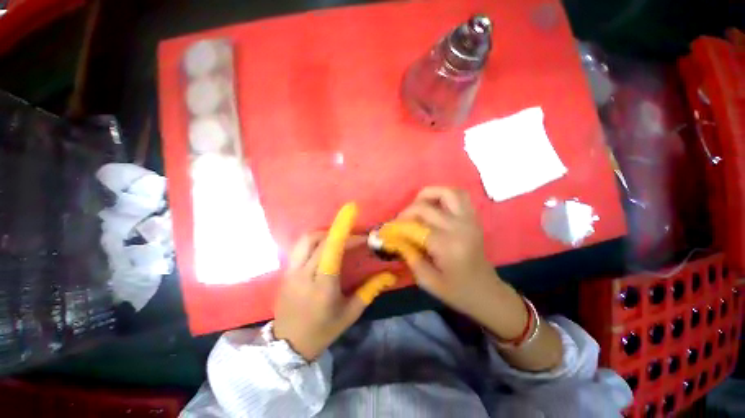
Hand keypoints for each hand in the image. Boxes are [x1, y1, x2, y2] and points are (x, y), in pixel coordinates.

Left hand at [273, 204, 395, 360]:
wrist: (288, 347)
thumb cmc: (323, 330)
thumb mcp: (351, 312)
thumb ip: (371, 290)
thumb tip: (390, 274)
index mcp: (323, 287)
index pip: (332, 250)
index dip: (341, 229)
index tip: (351, 211)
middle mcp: (304, 274)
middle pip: (321, 240)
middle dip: (341, 232)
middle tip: (356, 238)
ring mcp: (291, 271)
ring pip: (306, 239)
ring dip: (325, 233)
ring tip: (340, 239)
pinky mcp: (285, 271)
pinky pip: (301, 247)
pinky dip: (315, 240)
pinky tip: (325, 248)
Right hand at [390, 187, 526, 339]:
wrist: (487, 292)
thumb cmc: (457, 291)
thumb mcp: (427, 281)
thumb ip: (409, 256)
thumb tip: (396, 238)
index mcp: (447, 246)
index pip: (415, 227)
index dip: (397, 227)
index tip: (388, 230)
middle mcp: (458, 228)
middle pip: (426, 207)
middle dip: (407, 211)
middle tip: (400, 221)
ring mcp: (469, 220)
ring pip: (448, 192)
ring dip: (429, 194)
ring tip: (418, 206)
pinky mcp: (473, 218)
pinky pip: (459, 196)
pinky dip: (444, 195)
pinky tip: (435, 206)